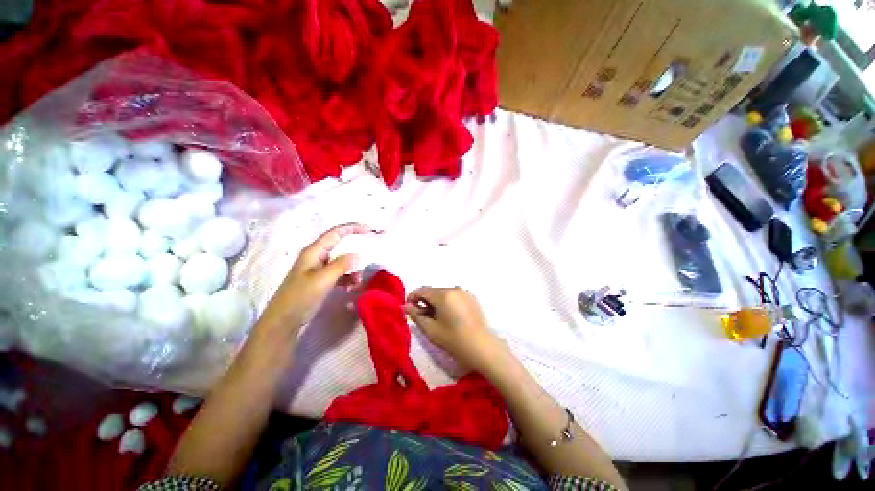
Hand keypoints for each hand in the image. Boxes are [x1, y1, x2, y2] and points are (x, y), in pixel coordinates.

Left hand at [257, 223, 371, 334]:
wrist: (283, 323)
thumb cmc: (300, 298)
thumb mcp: (322, 280)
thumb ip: (341, 265)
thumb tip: (359, 254)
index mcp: (314, 251)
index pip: (336, 232)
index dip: (354, 228)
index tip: (371, 231)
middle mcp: (317, 256)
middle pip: (341, 245)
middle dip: (357, 248)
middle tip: (373, 253)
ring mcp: (318, 269)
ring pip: (342, 261)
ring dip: (353, 267)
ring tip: (359, 279)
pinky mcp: (321, 281)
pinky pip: (339, 273)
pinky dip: (348, 277)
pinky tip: (352, 286)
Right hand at [403, 287, 502, 372]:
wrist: (481, 347)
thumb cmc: (453, 340)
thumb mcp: (431, 329)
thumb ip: (416, 315)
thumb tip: (405, 306)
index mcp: (443, 295)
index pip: (422, 290)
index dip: (412, 297)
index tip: (408, 309)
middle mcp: (454, 288)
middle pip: (433, 291)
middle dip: (425, 301)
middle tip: (422, 317)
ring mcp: (464, 292)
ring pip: (443, 293)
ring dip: (436, 301)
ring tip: (436, 318)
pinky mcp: (471, 297)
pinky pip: (454, 295)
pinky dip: (447, 302)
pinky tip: (449, 316)